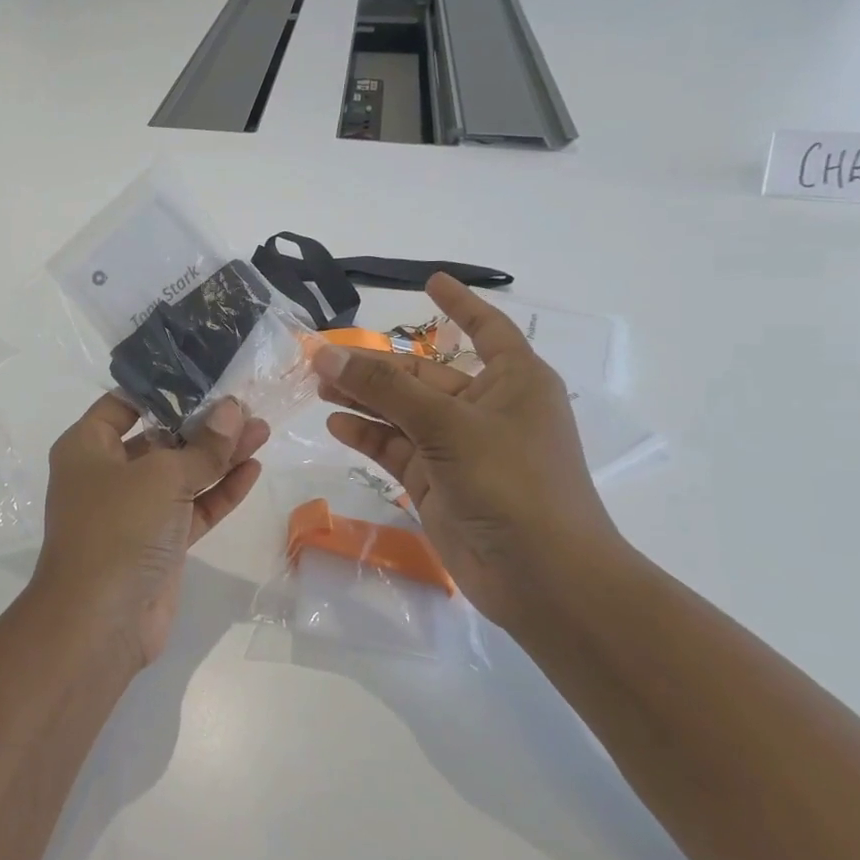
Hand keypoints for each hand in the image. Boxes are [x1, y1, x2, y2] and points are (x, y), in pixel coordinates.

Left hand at [32, 396, 269, 668]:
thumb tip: (232, 410)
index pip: (124, 404)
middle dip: (202, 423)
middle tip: (246, 405)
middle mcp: (107, 473)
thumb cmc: (117, 529)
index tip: (204, 375)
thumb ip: (202, 446)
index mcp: (87, 447)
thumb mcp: (161, 477)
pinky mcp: (160, 542)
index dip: (162, 388)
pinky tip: (252, 468)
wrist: (100, 621)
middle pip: (159, 437)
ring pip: (181, 473)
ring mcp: (134, 510)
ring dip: (219, 455)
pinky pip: (192, 507)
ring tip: (262, 430)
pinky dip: (220, 490)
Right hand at [313, 273, 624, 629]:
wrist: (541, 577)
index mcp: (512, 382)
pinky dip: (367, 435)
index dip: (460, 305)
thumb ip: (384, 389)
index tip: (430, 282)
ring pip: (402, 411)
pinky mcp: (436, 482)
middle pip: (423, 374)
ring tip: (318, 386)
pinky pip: (395, 447)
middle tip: (321, 356)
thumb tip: (326, 355)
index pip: (486, 329)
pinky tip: (335, 424)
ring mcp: (459, 448)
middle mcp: (486, 409)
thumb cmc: (511, 483)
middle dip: (375, 365)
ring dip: (363, 399)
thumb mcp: (447, 425)